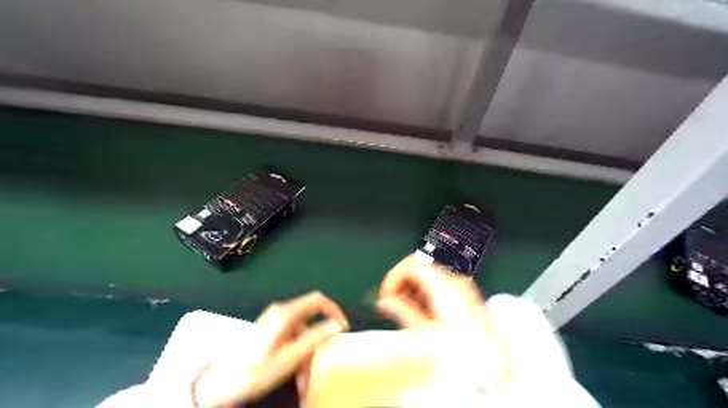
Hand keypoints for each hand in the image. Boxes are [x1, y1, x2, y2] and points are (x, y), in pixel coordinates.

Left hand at [192, 292, 347, 405]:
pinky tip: (295, 377)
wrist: (219, 384)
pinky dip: (298, 356)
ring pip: (303, 334)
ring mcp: (276, 323)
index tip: (343, 329)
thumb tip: (337, 324)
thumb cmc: (253, 371)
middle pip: (311, 321)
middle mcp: (282, 313)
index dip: (334, 310)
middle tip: (322, 365)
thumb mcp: (287, 359)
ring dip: (307, 356)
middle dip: (318, 343)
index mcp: (285, 314)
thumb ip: (314, 339)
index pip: (317, 300)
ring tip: (304, 383)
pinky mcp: (272, 333)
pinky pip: (293, 340)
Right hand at [379, 254, 506, 391]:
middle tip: (393, 303)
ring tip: (406, 310)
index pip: (412, 263)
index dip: (394, 276)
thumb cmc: (463, 352)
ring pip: (427, 274)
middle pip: (419, 266)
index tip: (387, 293)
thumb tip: (385, 302)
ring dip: (412, 288)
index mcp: (443, 285)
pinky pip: (438, 283)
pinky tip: (421, 311)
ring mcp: (460, 285)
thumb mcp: (425, 332)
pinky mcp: (463, 293)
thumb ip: (401, 311)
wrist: (492, 364)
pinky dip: (424, 292)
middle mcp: (453, 280)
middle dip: (402, 282)